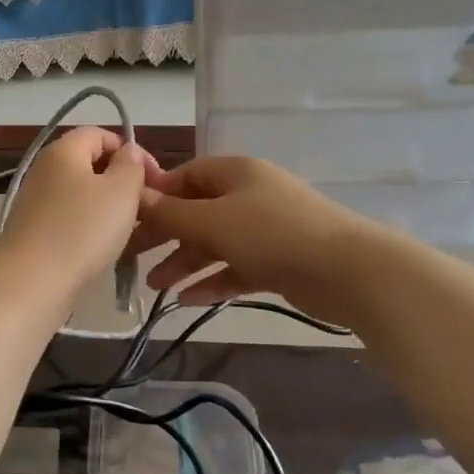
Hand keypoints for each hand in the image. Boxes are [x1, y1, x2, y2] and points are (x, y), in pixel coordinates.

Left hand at [0, 127, 152, 298]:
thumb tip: (129, 152)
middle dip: (120, 180)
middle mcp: (44, 169)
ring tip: (129, 230)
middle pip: (89, 164)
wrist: (31, 283)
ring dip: (107, 207)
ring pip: (81, 194)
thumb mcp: (121, 192)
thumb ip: (131, 165)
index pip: (101, 134)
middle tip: (144, 206)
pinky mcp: (33, 230)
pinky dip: (88, 227)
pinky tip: (103, 247)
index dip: (130, 150)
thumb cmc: (82, 230)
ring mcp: (35, 201)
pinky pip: (69, 218)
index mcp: (63, 150)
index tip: (153, 178)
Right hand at [129, 155, 376, 323]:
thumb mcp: (212, 221)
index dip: (156, 196)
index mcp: (234, 173)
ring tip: (155, 287)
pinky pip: (235, 268)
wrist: (346, 270)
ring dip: (184, 262)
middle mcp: (248, 195)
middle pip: (196, 211)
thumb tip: (135, 197)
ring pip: (214, 243)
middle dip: (166, 235)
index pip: (185, 176)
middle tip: (133, 258)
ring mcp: (264, 229)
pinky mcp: (277, 261)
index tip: (127, 220)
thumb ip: (171, 213)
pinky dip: (212, 281)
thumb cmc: (271, 234)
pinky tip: (187, 300)